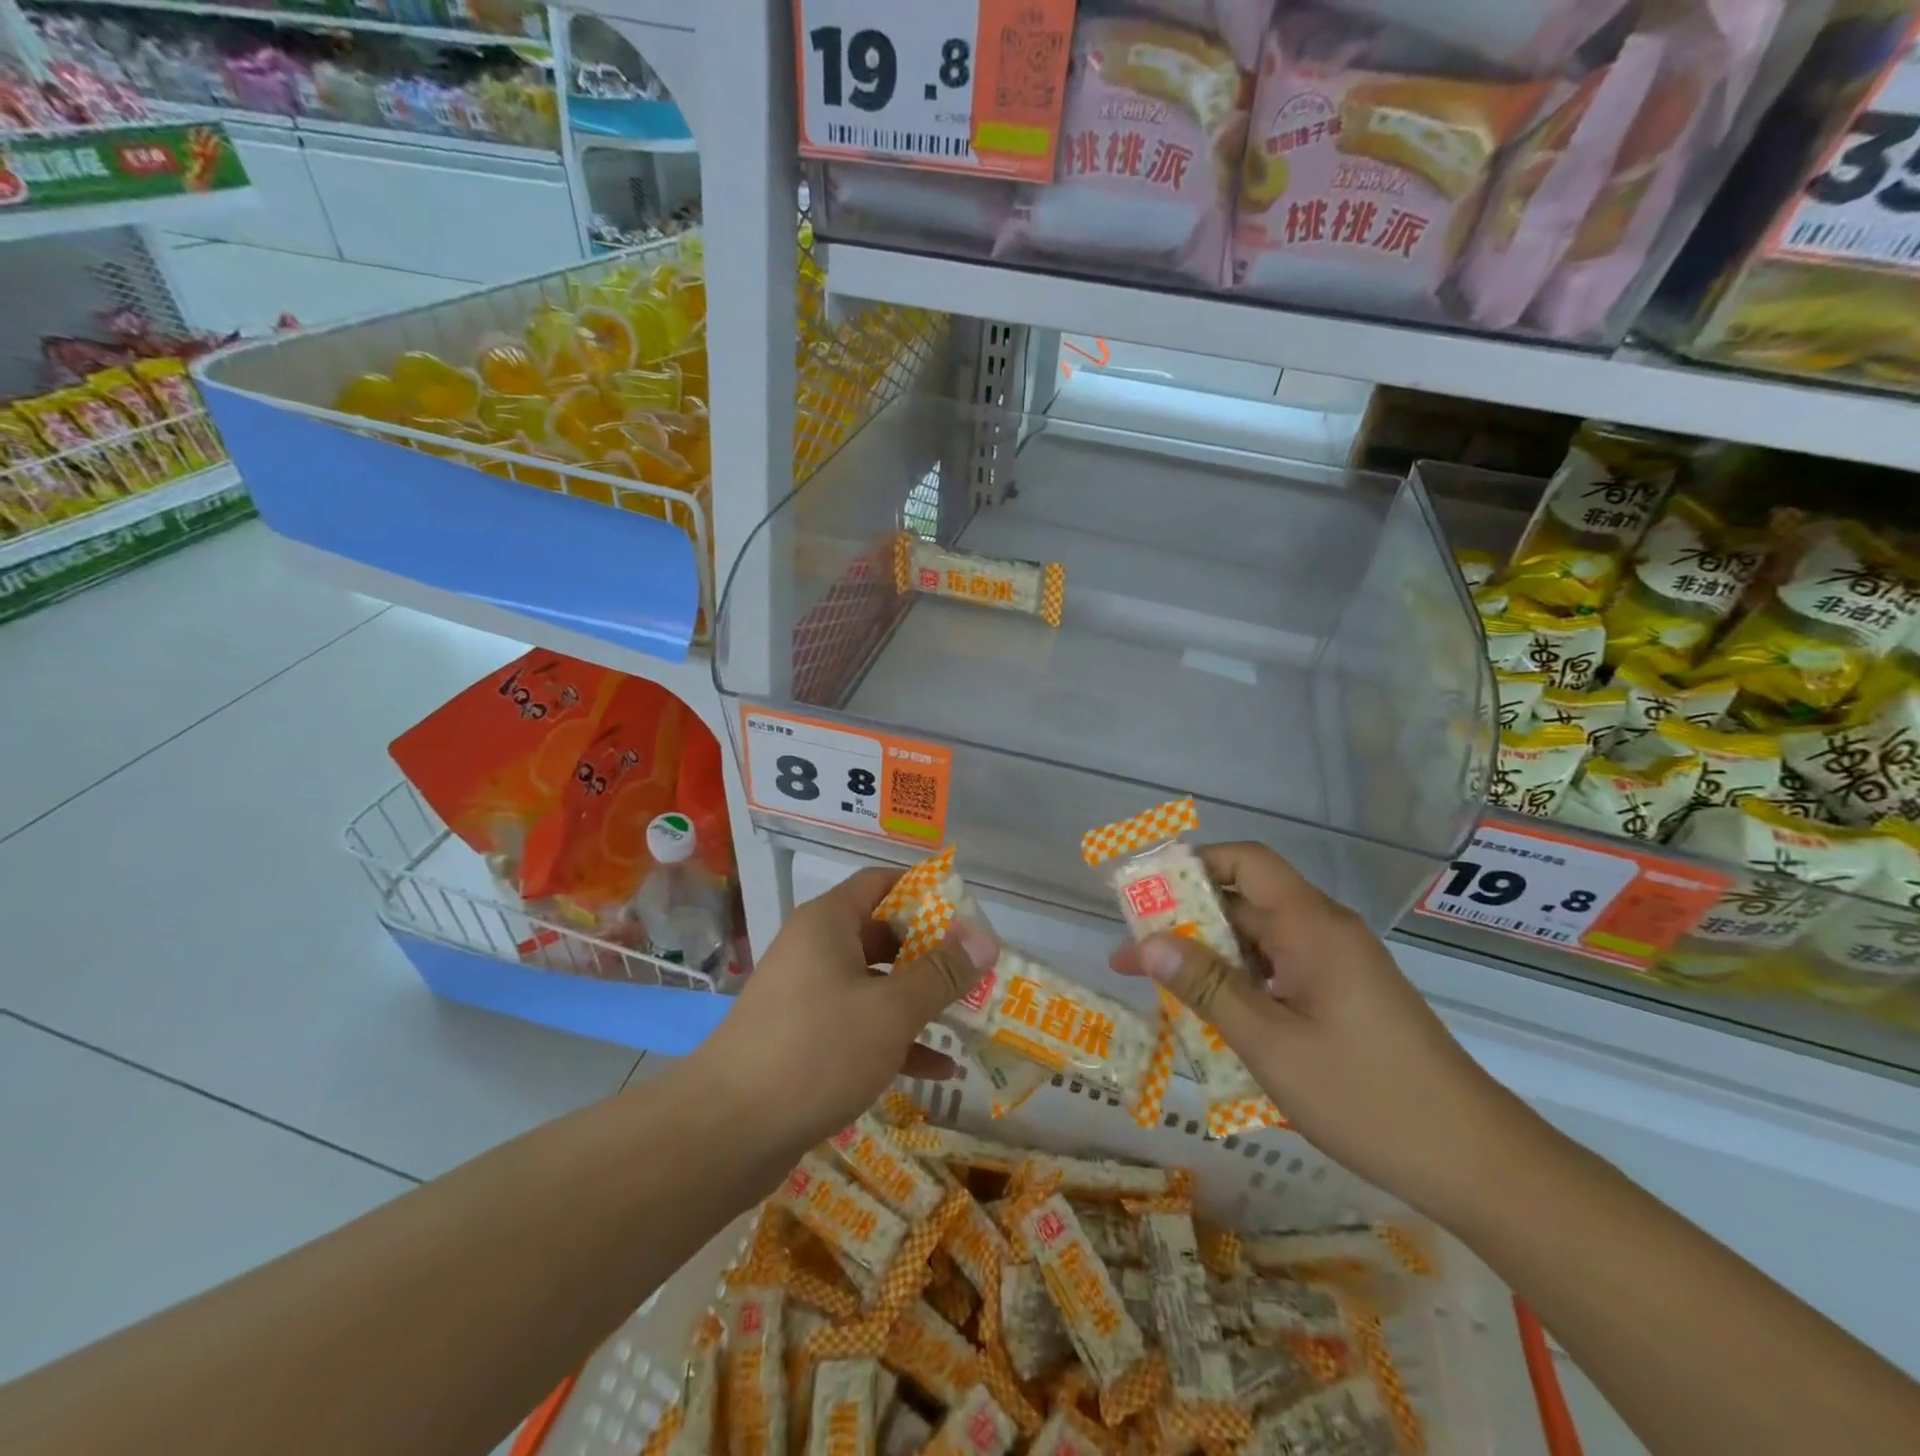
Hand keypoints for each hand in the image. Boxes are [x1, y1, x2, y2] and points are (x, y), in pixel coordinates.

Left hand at [695, 867, 994, 1147]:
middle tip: (976, 971)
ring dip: (919, 1000)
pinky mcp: (805, 1039)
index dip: (926, 892)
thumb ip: (941, 973)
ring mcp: (808, 995)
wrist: (726, 1131)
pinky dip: (896, 1039)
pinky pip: (860, 1025)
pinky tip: (938, 1070)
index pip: (882, 883)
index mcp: (829, 923)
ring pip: (875, 984)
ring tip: (969, 1017)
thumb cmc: (816, 1050)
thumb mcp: (891, 1010)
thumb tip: (984, 938)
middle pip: (883, 934)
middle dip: (931, 953)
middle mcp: (815, 949)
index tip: (968, 915)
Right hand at [1110, 843, 1530, 1216]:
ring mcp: (1338, 965)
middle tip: (1133, 958)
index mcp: (1311, 926)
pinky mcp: (1345, 996)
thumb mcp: (1270, 1043)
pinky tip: (1214, 1021)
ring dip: (1210, 960)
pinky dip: (1241, 985)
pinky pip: (1279, 971)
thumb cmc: (1366, 1096)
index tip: (1145, 893)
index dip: (1192, 864)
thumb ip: (1207, 987)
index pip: (1245, 862)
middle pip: (1244, 902)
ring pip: (1258, 942)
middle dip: (1185, 923)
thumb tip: (1148, 941)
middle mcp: (1324, 932)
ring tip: (1161, 993)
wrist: (1476, 1162)